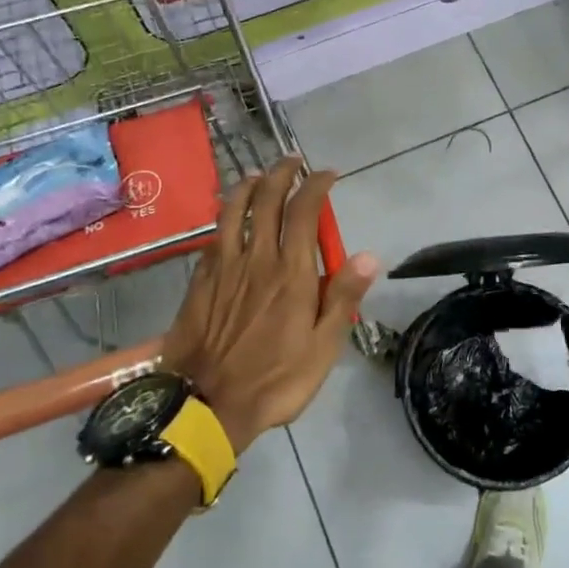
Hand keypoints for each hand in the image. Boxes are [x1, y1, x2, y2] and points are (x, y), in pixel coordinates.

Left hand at [163, 157, 377, 453]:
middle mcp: (256, 259)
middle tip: (293, 162)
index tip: (328, 174)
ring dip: (247, 187)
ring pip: (232, 212)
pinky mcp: (199, 283)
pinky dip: (223, 218)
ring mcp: (223, 269)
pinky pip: (212, 237)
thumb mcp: (323, 347)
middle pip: (265, 201)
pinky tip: (226, 218)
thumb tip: (369, 256)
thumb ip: (343, 297)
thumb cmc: (275, 379)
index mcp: (290, 272)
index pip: (303, 212)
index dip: (316, 185)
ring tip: (257, 175)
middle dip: (281, 174)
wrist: (206, 405)